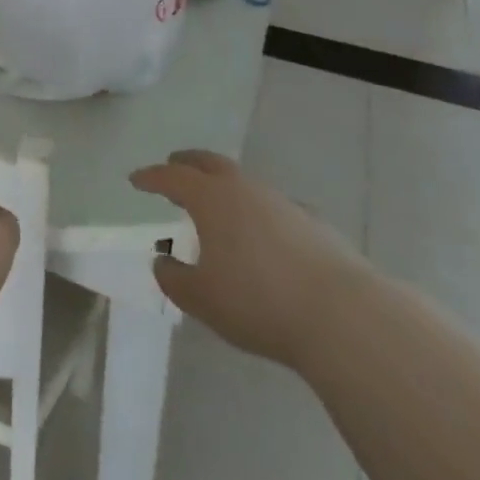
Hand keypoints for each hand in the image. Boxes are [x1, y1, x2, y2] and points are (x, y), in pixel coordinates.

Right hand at [131, 149, 366, 367]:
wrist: (344, 317)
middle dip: (187, 163)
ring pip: (244, 182)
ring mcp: (282, 202)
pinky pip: (274, 206)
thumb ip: (174, 278)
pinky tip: (263, 233)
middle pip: (208, 163)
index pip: (171, 177)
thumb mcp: (201, 299)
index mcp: (210, 198)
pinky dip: (258, 211)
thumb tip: (163, 262)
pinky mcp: (313, 223)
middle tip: (173, 167)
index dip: (151, 177)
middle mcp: (244, 188)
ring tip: (217, 204)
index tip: (135, 179)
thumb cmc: (258, 302)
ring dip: (224, 186)